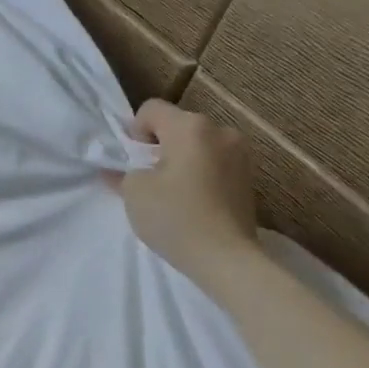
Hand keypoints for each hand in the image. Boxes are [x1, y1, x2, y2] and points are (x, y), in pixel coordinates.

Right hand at [110, 100, 260, 290]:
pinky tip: (193, 200)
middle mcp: (220, 131)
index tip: (134, 162)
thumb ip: (123, 172)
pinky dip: (199, 173)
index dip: (134, 131)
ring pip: (197, 145)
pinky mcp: (249, 175)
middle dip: (159, 146)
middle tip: (149, 179)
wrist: (226, 258)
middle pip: (177, 125)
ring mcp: (240, 153)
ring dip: (181, 159)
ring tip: (173, 192)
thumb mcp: (134, 193)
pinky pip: (214, 162)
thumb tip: (118, 170)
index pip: (152, 109)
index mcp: (190, 127)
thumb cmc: (175, 217)